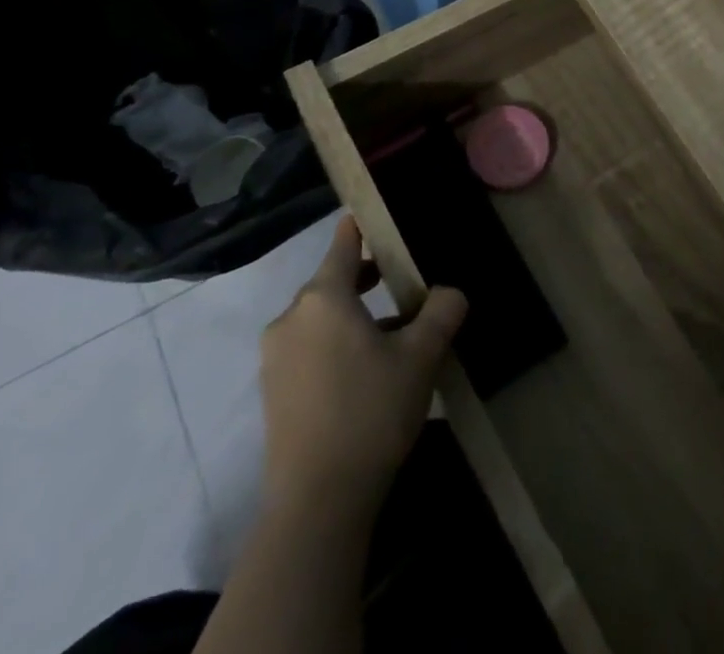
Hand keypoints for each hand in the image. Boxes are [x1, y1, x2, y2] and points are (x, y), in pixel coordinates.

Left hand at [258, 215, 467, 518]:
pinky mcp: (274, 393)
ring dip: (357, 316)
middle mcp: (291, 319)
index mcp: (323, 298)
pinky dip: (338, 344)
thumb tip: (450, 293)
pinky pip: (311, 348)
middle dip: (369, 277)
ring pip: (323, 318)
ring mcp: (276, 358)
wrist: (316, 505)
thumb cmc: (371, 413)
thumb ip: (441, 312)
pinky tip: (369, 372)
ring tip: (397, 333)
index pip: (344, 242)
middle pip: (333, 281)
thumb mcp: (421, 356)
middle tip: (407, 280)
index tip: (386, 217)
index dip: (366, 225)